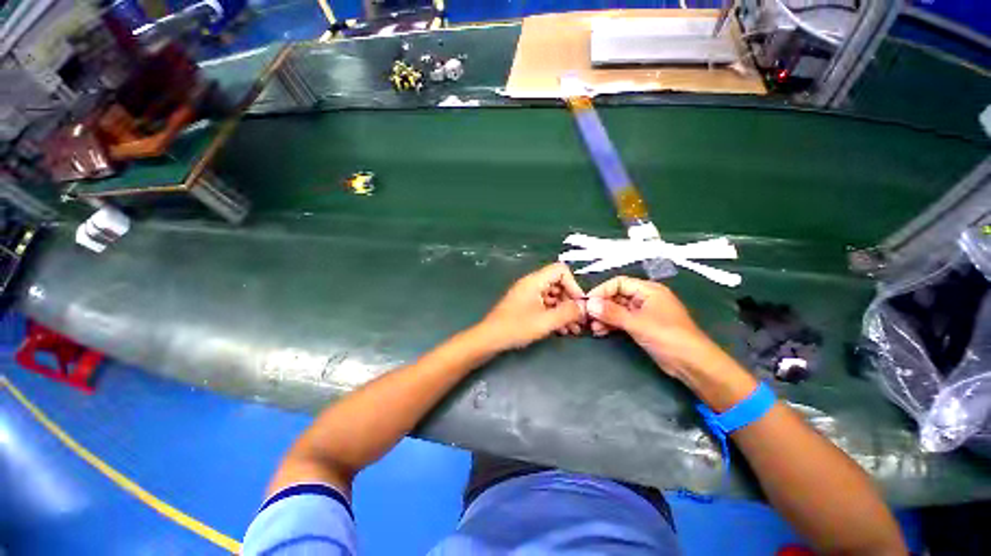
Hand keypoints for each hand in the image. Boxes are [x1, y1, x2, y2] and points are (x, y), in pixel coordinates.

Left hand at [478, 263, 586, 350]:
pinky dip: (554, 315)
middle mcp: (532, 284)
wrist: (490, 339)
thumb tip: (585, 307)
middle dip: (570, 302)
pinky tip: (561, 330)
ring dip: (564, 311)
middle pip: (558, 284)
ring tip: (573, 329)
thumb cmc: (516, 327)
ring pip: (553, 296)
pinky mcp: (525, 305)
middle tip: (579, 320)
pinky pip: (545, 305)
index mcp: (535, 281)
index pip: (561, 271)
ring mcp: (528, 295)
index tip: (579, 304)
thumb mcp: (545, 321)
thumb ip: (568, 313)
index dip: (573, 285)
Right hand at [585, 276, 725, 378]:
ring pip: (618, 309)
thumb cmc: (668, 337)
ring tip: (593, 328)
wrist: (692, 364)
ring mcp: (644, 313)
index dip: (602, 290)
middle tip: (587, 317)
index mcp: (648, 290)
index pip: (619, 283)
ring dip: (604, 317)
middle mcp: (645, 298)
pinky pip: (622, 320)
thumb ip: (612, 313)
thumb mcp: (637, 323)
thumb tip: (589, 304)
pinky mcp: (643, 326)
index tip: (587, 302)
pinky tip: (600, 332)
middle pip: (617, 296)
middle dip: (601, 306)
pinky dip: (611, 325)